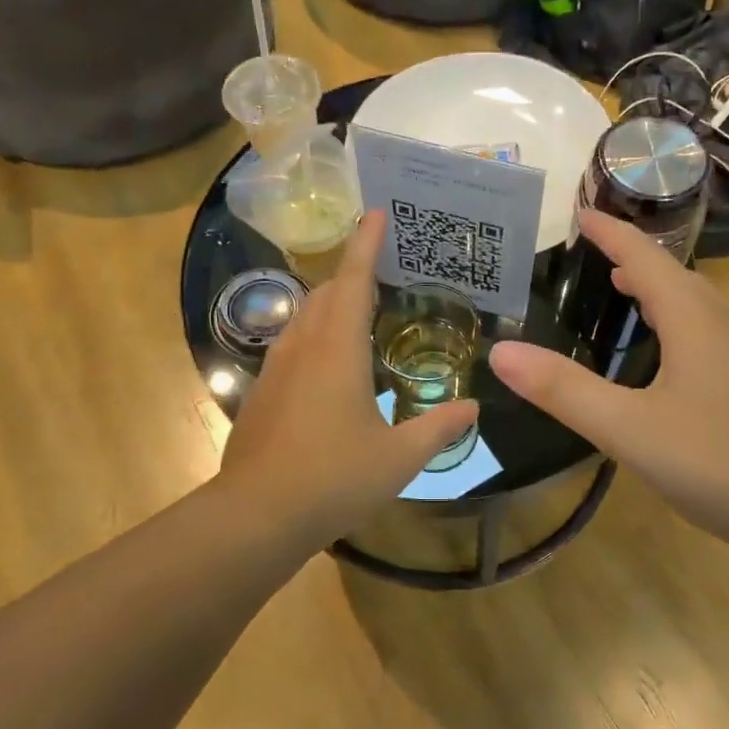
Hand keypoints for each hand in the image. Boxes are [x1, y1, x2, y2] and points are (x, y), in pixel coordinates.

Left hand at [220, 210, 479, 546]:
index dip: (365, 244)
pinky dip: (314, 339)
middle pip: (324, 294)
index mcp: (338, 349)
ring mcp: (275, 370)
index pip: (353, 280)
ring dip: (329, 306)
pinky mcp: (261, 394)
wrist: (256, 515)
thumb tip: (472, 408)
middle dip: (350, 275)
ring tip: (358, 316)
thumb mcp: (399, 457)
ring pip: (303, 319)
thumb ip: (438, 428)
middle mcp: (303, 347)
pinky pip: (291, 348)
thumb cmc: (334, 478)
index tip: (374, 213)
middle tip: (380, 273)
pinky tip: (328, 371)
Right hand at [488, 211, 728, 552]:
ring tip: (626, 295)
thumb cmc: (724, 460)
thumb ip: (565, 391)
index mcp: (695, 317)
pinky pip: (711, 335)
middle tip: (595, 256)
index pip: (644, 258)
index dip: (611, 234)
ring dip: (660, 292)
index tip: (580, 214)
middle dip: (633, 260)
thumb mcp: (631, 428)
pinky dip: (679, 325)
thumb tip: (501, 352)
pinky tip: (670, 361)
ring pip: (698, 306)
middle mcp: (727, 323)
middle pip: (675, 276)